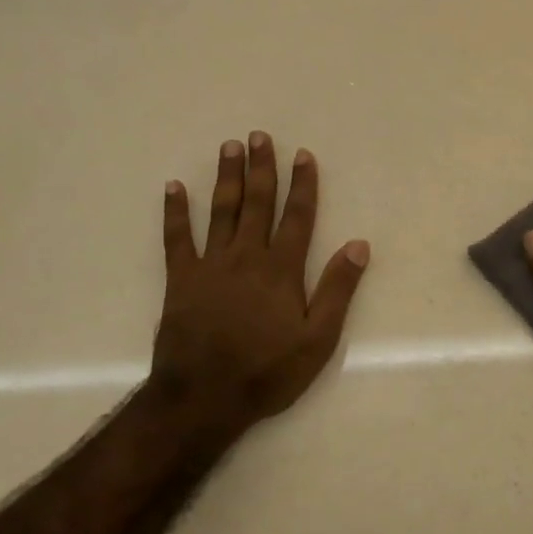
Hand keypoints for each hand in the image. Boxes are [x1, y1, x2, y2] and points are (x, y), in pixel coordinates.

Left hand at [149, 132, 369, 436]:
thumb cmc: (267, 371)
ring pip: (221, 212)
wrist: (203, 397)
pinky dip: (175, 212)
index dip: (303, 185)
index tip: (303, 155)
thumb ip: (337, 290)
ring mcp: (210, 266)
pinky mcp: (181, 280)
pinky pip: (176, 238)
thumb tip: (358, 245)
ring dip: (227, 178)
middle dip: (262, 168)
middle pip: (257, 204)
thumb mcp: (318, 339)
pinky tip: (174, 188)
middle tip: (260, 136)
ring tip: (230, 146)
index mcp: (282, 270)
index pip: (297, 217)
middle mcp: (247, 257)